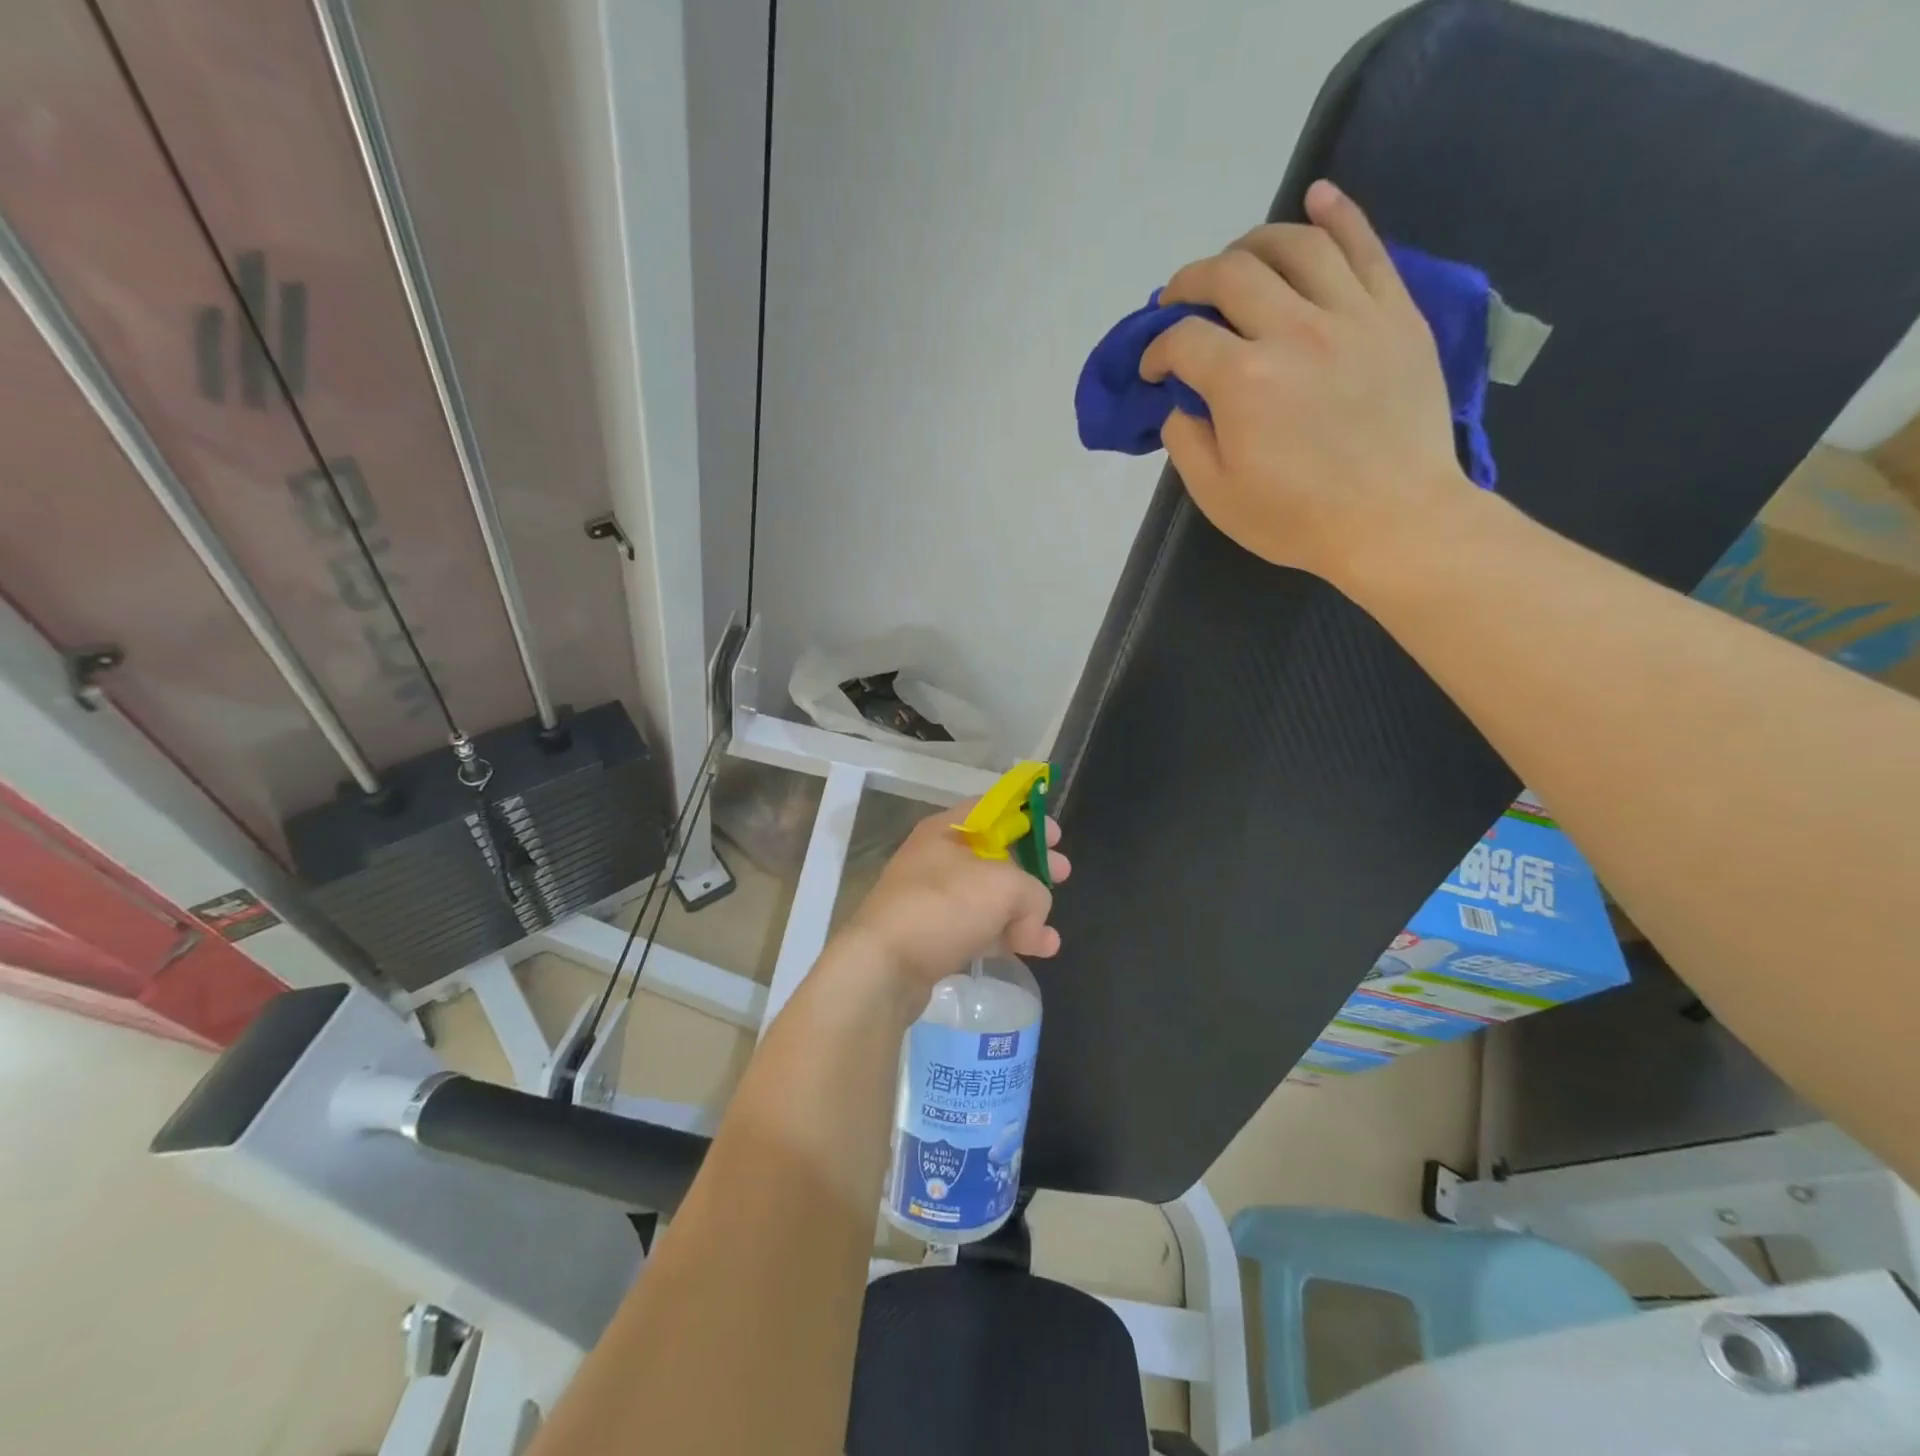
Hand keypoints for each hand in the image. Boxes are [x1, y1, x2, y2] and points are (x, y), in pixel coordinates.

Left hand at [843, 802, 1069, 993]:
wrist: (883, 967)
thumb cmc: (942, 907)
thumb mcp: (1002, 887)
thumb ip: (1033, 891)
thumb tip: (1034, 915)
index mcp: (948, 830)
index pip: (993, 809)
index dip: (1029, 817)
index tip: (1056, 837)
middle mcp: (938, 858)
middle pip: (995, 854)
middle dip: (1033, 867)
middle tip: (1063, 876)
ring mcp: (934, 899)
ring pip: (989, 896)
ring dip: (1024, 911)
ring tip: (1048, 936)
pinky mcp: (934, 936)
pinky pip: (978, 928)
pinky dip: (1006, 936)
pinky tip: (1034, 951)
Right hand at [1142, 180, 1473, 583]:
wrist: (1395, 521)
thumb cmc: (1298, 519)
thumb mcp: (1218, 497)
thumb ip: (1186, 443)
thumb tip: (1181, 403)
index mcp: (1243, 380)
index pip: (1183, 339)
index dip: (1156, 350)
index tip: (1153, 371)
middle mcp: (1293, 330)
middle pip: (1230, 273)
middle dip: (1190, 281)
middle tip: (1178, 301)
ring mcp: (1351, 314)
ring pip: (1295, 244)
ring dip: (1252, 243)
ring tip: (1236, 260)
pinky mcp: (1394, 313)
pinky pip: (1365, 244)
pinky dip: (1336, 213)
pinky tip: (1314, 198)